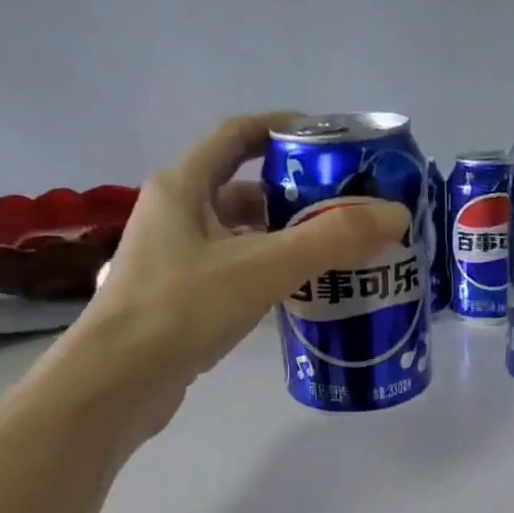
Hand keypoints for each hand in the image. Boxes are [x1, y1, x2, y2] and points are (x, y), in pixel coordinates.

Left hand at [47, 112, 406, 434]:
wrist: (118, 382)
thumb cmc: (182, 309)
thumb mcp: (262, 267)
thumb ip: (331, 239)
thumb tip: (395, 214)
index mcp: (182, 186)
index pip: (238, 135)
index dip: (283, 130)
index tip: (330, 144)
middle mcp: (173, 215)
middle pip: (241, 189)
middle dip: (293, 196)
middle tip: (344, 212)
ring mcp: (171, 261)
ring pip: (236, 237)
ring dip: (280, 241)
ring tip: (331, 256)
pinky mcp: (176, 301)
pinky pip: (230, 274)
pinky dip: (263, 276)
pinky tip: (295, 296)